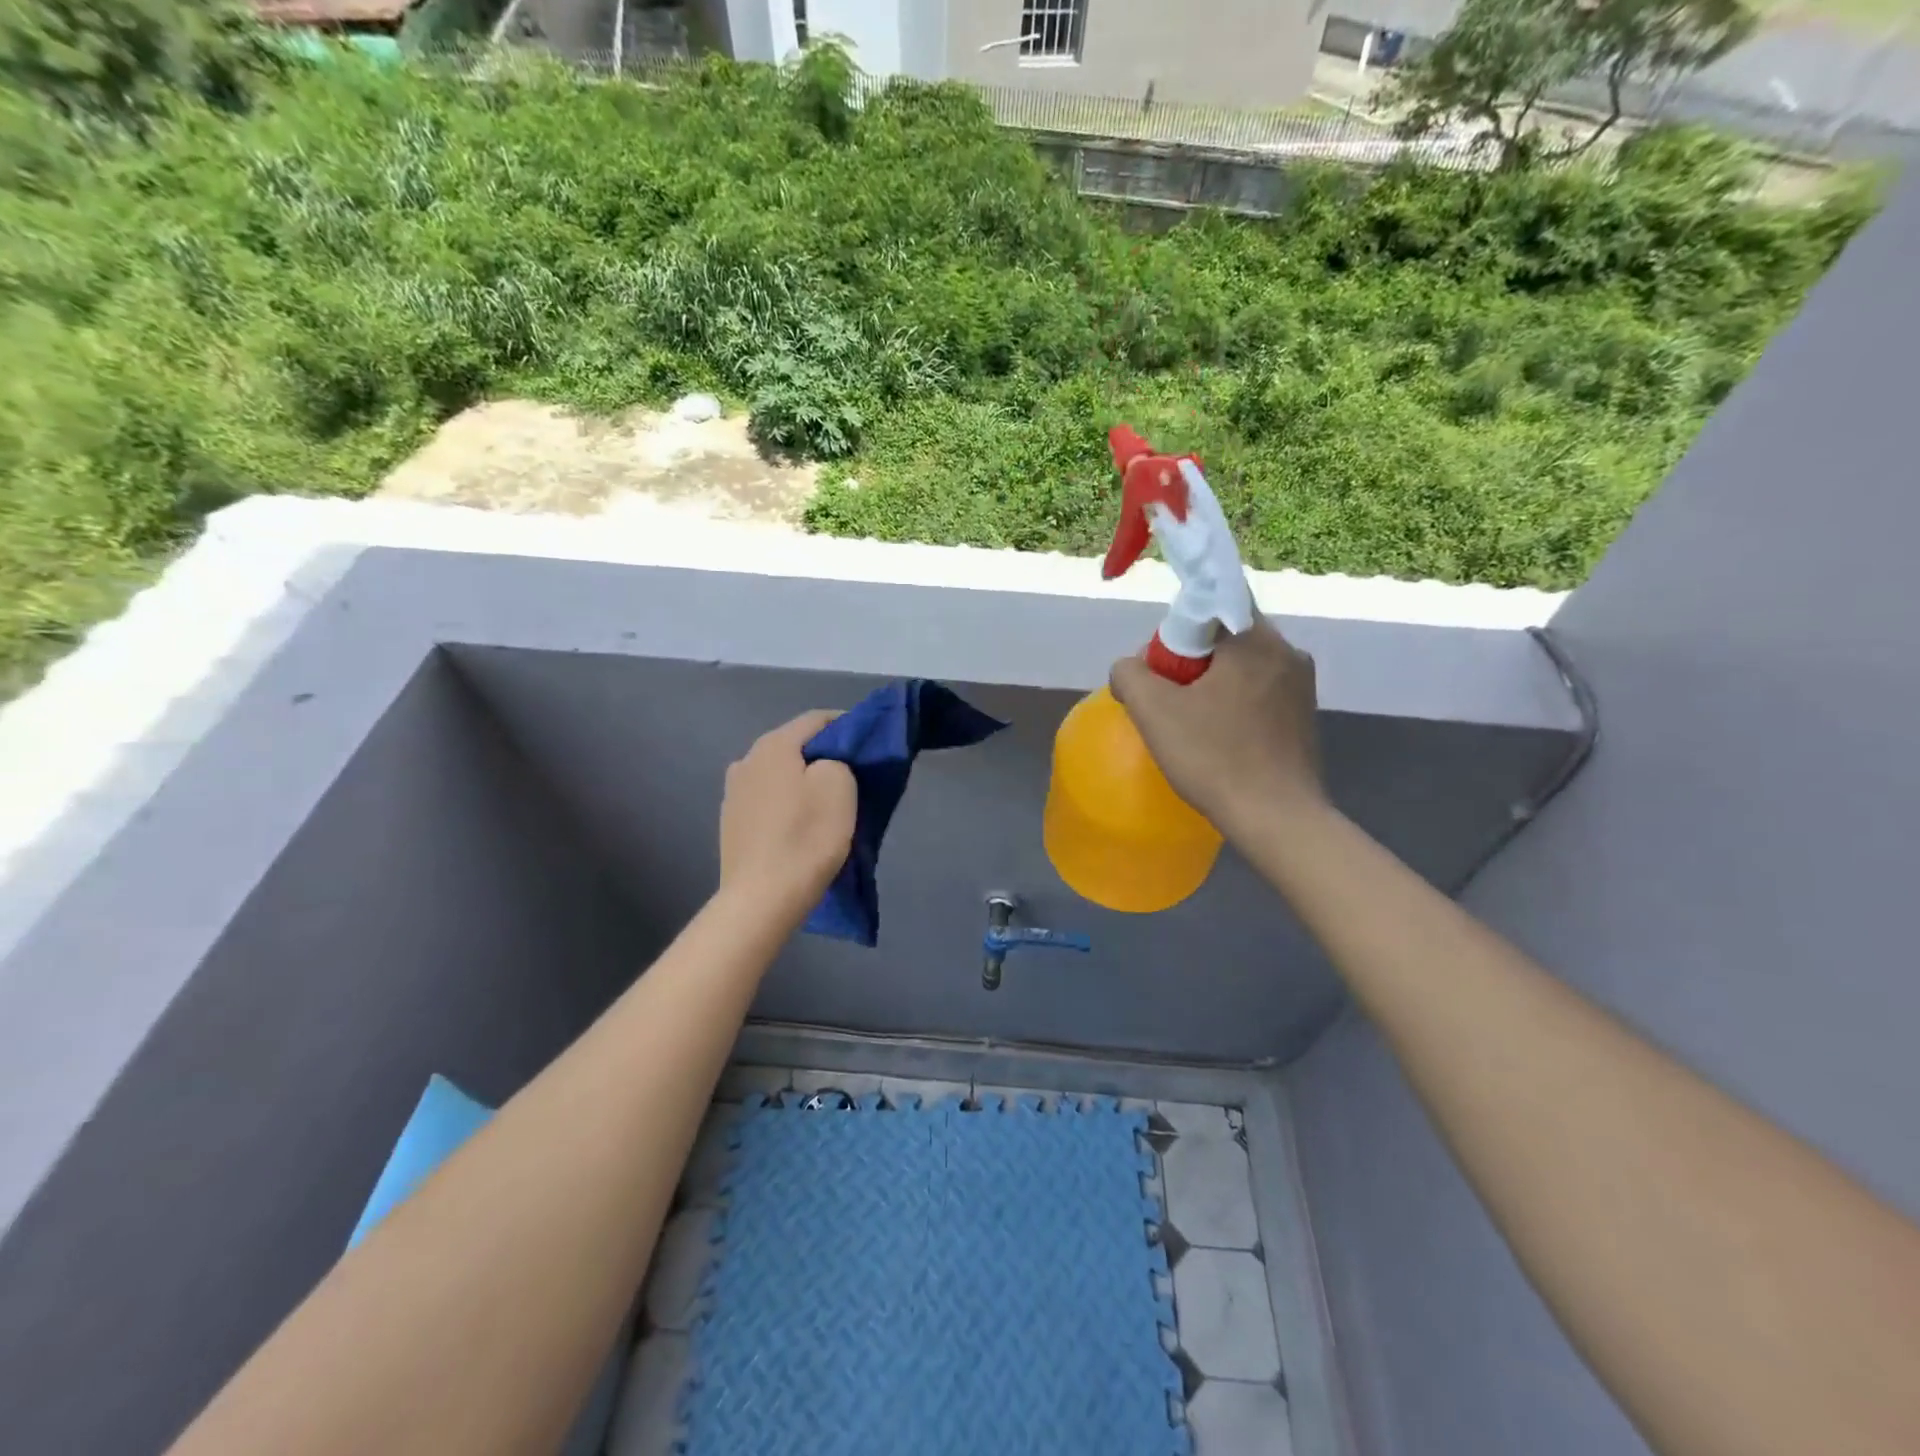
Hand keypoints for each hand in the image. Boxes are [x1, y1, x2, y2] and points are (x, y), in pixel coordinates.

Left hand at [719, 711, 857, 921]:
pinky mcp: (731, 823)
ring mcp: (733, 793)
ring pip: (779, 774)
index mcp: (773, 745)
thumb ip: (837, 759)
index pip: (817, 719)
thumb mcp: (839, 786)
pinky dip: (786, 803)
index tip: (869, 743)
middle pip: (794, 746)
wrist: (762, 899)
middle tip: (853, 774)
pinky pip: (767, 800)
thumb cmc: (806, 837)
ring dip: (802, 780)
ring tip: (825, 802)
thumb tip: (826, 763)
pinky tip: (799, 824)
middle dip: (824, 755)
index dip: (847, 725)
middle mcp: (746, 760)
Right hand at [1109, 618, 1323, 839]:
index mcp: (1256, 640)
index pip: (1214, 602)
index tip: (1164, 667)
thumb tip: (1131, 668)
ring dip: (1213, 684)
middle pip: (1226, 636)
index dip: (1179, 628)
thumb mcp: (1153, 712)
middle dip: (1192, 660)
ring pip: (1243, 666)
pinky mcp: (1305, 716)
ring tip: (1192, 724)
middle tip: (1169, 699)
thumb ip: (1130, 674)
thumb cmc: (1214, 758)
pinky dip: (1234, 705)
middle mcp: (1288, 653)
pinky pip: (1260, 692)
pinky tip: (1220, 739)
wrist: (1276, 819)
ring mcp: (1302, 686)